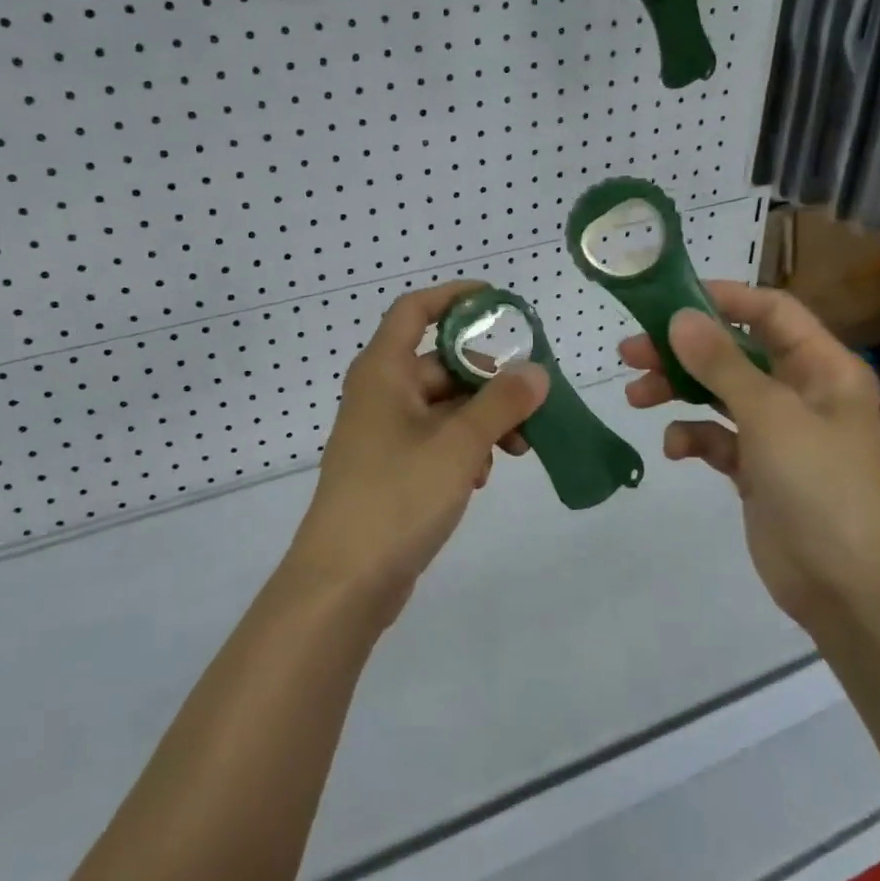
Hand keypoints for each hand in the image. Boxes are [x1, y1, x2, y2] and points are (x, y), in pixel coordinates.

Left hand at [287, 281, 549, 621]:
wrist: (343, 582)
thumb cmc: (397, 497)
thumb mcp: (458, 445)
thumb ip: (501, 403)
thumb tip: (536, 371)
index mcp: (383, 372)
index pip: (415, 311)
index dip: (454, 298)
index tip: (498, 302)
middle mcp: (380, 394)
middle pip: (440, 364)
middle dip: (489, 381)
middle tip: (532, 403)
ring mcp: (384, 434)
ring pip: (444, 407)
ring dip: (483, 421)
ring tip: (518, 450)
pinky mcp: (391, 469)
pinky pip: (436, 441)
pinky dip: (464, 449)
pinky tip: (482, 478)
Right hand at [620, 281, 879, 618]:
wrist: (846, 584)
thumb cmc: (818, 483)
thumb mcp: (769, 414)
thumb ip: (721, 363)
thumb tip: (679, 317)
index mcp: (822, 367)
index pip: (771, 312)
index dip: (724, 299)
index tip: (669, 301)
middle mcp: (802, 392)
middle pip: (735, 352)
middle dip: (683, 351)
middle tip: (630, 351)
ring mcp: (778, 432)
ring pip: (718, 394)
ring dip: (677, 391)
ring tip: (635, 396)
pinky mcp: (757, 468)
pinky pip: (717, 437)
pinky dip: (693, 437)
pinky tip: (675, 449)